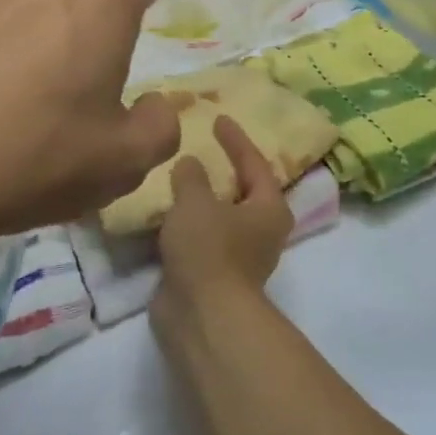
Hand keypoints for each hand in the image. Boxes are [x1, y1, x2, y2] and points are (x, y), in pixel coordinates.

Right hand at [154, 117, 295, 308]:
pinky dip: (187, 223)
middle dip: (224, 170)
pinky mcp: (213, 274)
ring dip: (203, 199)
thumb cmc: (209, 250)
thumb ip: (192, 176)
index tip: (219, 118)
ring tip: (179, 176)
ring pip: (221, 216)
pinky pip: (201, 238)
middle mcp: (261, 231)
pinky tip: (166, 211)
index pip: (255, 163)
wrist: (201, 316)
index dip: (236, 139)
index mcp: (269, 208)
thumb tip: (190, 164)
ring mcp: (238, 256)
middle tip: (203, 147)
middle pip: (243, 191)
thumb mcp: (196, 202)